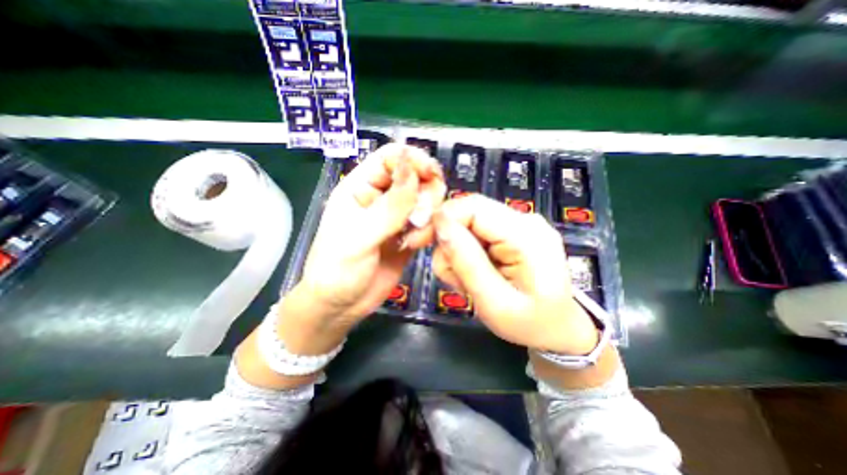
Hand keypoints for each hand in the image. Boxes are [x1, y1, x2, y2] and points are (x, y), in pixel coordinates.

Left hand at [295, 144, 444, 329]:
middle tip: (421, 216)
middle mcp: (381, 197)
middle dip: (426, 192)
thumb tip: (412, 166)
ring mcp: (397, 217)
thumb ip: (390, 205)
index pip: (390, 157)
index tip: (432, 174)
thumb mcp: (360, 236)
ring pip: (426, 199)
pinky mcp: (408, 234)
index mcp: (360, 187)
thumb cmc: (337, 269)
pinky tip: (413, 246)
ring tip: (412, 238)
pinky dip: (427, 231)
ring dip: (428, 215)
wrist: (341, 306)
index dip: (413, 159)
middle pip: (415, 176)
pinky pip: (428, 222)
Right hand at [432, 194, 598, 353]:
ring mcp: (520, 223)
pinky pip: (477, 232)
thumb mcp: (494, 303)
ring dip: (457, 251)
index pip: (473, 206)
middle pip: (469, 211)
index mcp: (527, 236)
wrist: (560, 328)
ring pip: (468, 223)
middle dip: (448, 240)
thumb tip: (440, 223)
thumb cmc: (530, 324)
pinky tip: (474, 274)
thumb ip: (467, 262)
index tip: (418, 241)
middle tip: (448, 273)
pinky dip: (467, 252)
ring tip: (467, 282)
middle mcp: (525, 220)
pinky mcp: (513, 231)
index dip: (441, 218)